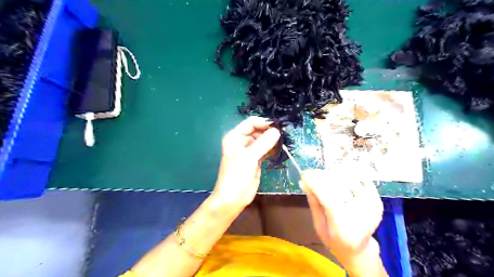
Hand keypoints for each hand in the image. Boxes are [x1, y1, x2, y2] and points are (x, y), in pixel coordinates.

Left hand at [212, 116, 281, 209]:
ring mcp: (249, 150)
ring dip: (273, 140)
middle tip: (285, 134)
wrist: (233, 198)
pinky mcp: (256, 159)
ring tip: (285, 141)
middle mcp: (242, 141)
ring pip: (263, 140)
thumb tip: (277, 131)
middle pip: (258, 130)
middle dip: (270, 131)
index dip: (264, 123)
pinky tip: (280, 149)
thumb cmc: (236, 176)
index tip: (278, 126)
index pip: (251, 123)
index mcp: (235, 137)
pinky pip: (266, 149)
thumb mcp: (249, 157)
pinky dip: (272, 148)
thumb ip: (263, 143)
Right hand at [299, 169, 382, 263]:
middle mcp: (359, 218)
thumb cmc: (334, 240)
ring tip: (326, 174)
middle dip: (324, 176)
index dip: (315, 184)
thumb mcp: (319, 226)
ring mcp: (372, 209)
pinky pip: (364, 182)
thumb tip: (304, 183)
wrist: (359, 250)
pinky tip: (341, 177)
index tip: (305, 175)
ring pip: (353, 181)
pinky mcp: (377, 204)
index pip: (328, 200)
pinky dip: (351, 176)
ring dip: (337, 174)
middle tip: (314, 173)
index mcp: (341, 227)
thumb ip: (314, 205)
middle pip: (341, 188)